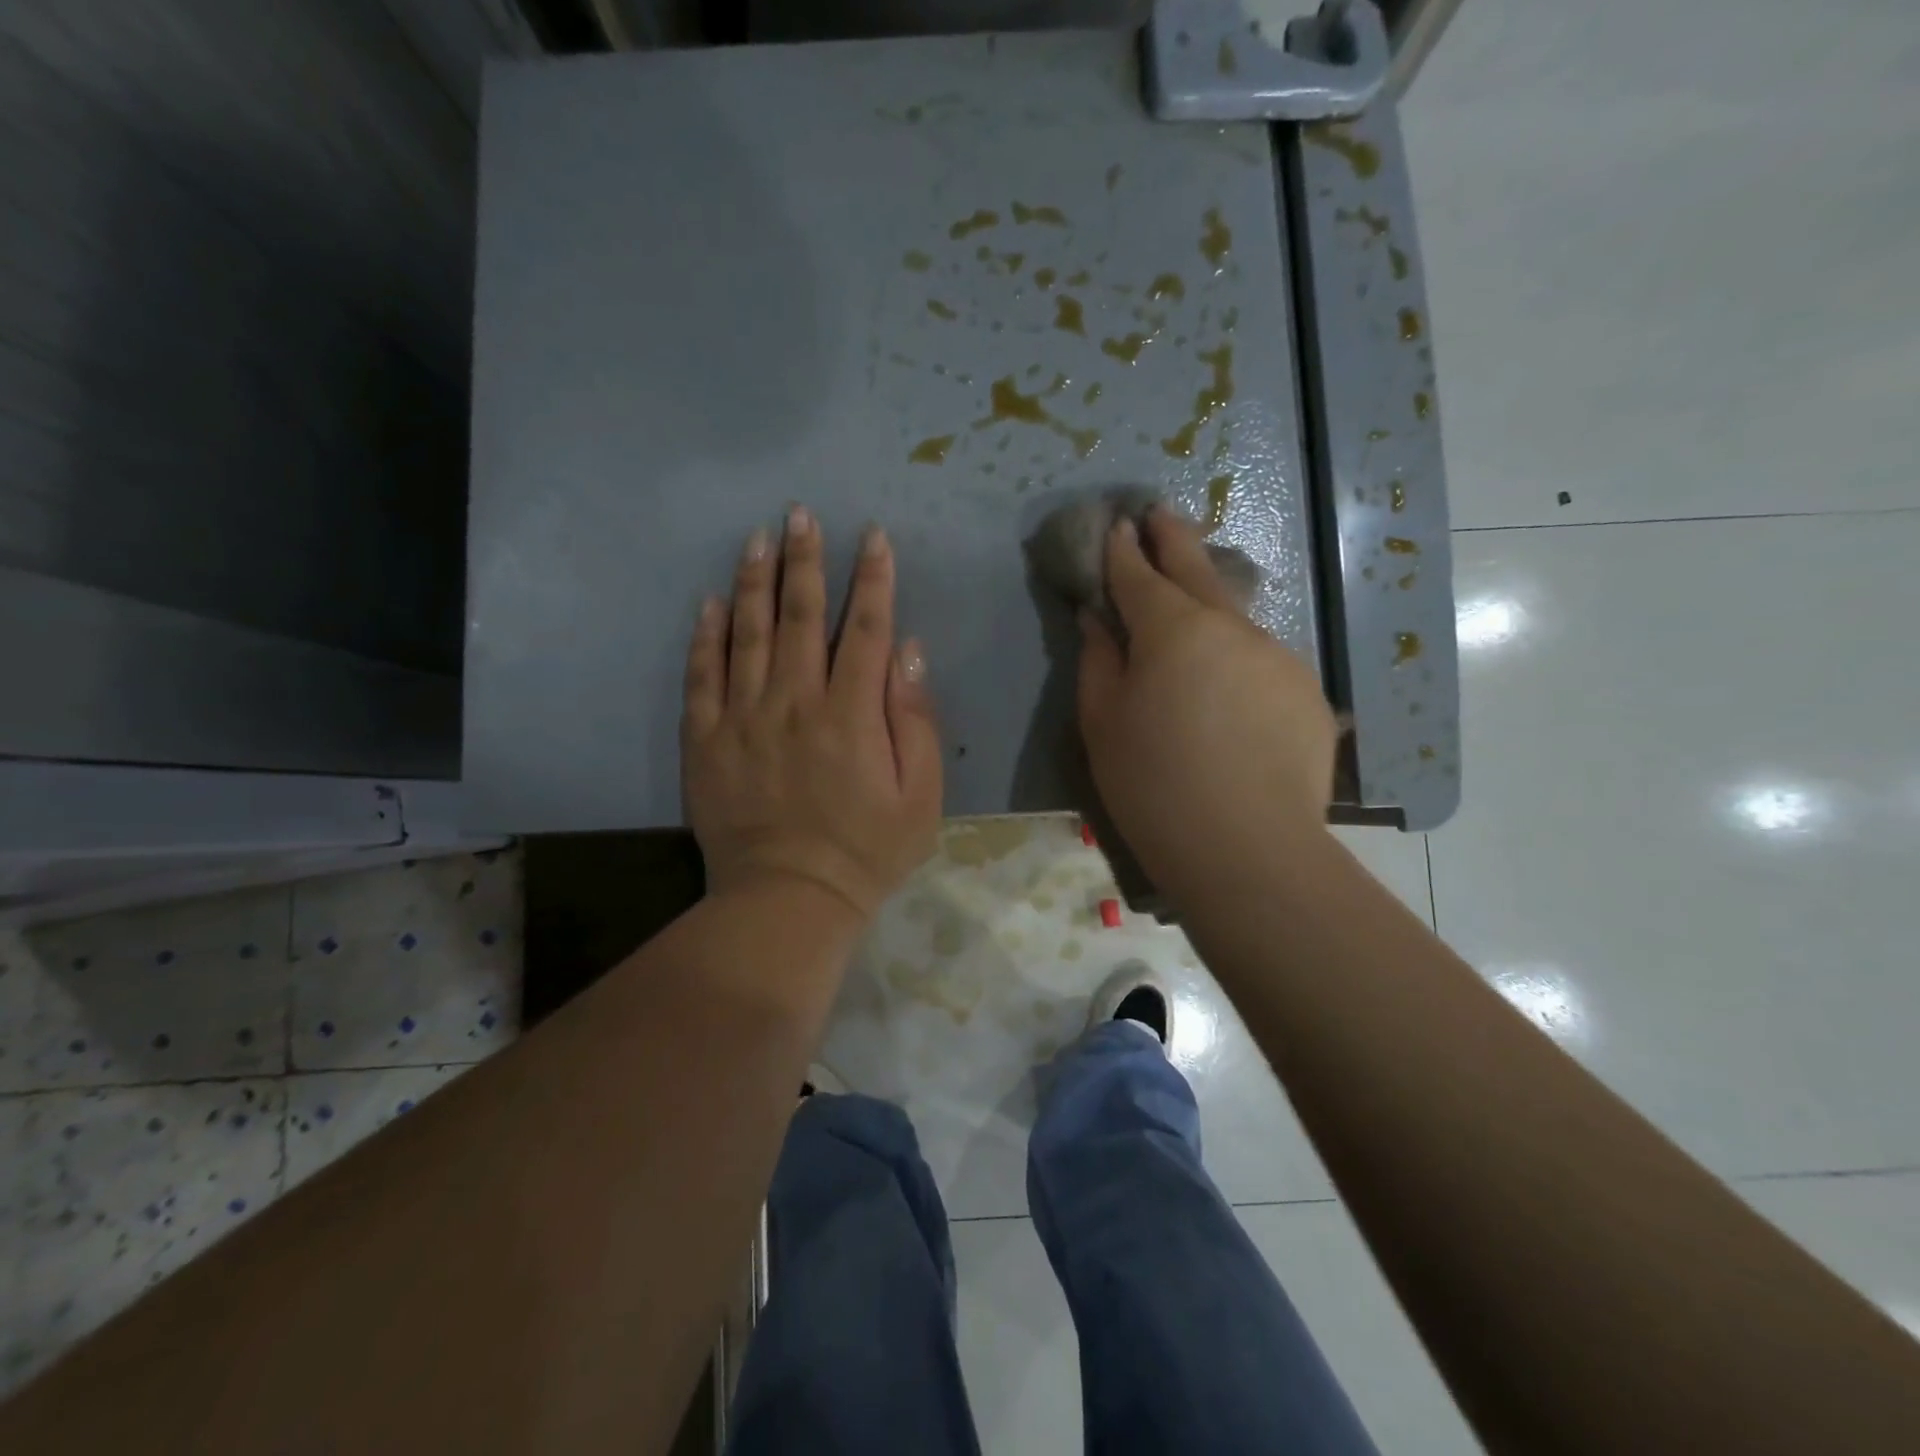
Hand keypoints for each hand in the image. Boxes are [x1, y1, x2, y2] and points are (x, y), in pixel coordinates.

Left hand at [682, 506, 942, 922]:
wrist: (787, 900)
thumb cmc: (867, 851)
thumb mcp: (921, 796)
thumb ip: (916, 719)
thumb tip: (908, 649)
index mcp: (851, 713)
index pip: (864, 628)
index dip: (872, 578)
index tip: (872, 536)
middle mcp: (794, 702)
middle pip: (800, 616)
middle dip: (806, 560)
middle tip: (801, 513)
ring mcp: (743, 718)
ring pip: (747, 634)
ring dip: (755, 581)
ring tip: (758, 537)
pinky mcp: (706, 740)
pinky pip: (702, 677)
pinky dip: (706, 637)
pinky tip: (710, 603)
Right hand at [1077, 508, 1337, 897]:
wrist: (1246, 849)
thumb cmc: (1153, 785)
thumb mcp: (1102, 723)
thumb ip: (1098, 660)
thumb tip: (1098, 619)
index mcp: (1173, 630)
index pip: (1140, 575)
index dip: (1123, 550)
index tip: (1117, 524)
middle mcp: (1231, 628)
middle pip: (1198, 571)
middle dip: (1174, 539)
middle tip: (1160, 512)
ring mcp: (1277, 657)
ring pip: (1234, 619)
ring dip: (1208, 607)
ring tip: (1192, 616)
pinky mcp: (1307, 692)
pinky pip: (1260, 660)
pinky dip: (1237, 659)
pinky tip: (1229, 693)